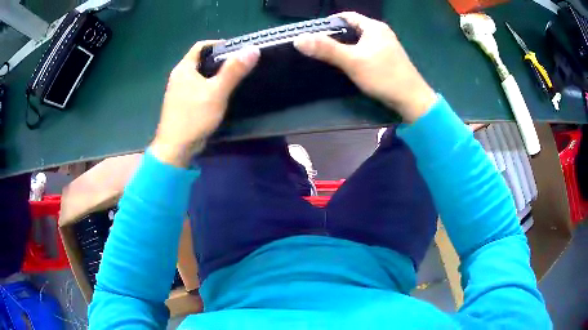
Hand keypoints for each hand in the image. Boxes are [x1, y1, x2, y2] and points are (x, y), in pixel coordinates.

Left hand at [151, 41, 259, 166]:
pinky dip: (210, 86)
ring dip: (215, 74)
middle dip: (219, 60)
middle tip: (238, 65)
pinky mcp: (183, 103)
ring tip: (233, 78)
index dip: (218, 44)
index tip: (236, 50)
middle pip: (201, 60)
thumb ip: (233, 70)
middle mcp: (179, 76)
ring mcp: (179, 91)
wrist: (175, 148)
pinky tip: (221, 94)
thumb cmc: (194, 117)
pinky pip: (198, 88)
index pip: (201, 46)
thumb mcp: (216, 92)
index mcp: (183, 68)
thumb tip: (253, 49)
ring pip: (200, 75)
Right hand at [294, 12, 436, 121]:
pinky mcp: (388, 58)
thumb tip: (299, 39)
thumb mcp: (352, 61)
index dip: (330, 23)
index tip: (315, 34)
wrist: (412, 100)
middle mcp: (381, 32)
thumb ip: (326, 49)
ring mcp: (387, 45)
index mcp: (374, 27)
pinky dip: (356, 54)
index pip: (346, 16)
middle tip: (320, 46)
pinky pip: (367, 50)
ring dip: (346, 46)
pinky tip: (350, 64)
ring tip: (331, 56)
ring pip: (360, 40)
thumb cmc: (383, 76)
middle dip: (336, 35)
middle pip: (353, 28)